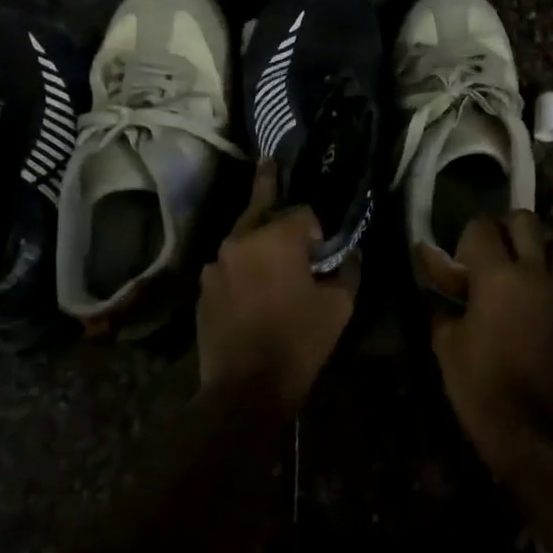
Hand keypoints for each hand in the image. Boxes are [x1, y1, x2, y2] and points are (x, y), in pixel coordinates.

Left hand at [196, 161, 358, 413]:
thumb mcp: (338, 307)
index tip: (323, 250)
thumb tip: (350, 254)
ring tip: (269, 252)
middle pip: (259, 208)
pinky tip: (252, 289)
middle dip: (268, 188)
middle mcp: (239, 241)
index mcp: (275, 239)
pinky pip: (228, 267)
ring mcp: (215, 266)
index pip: (301, 212)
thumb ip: (347, 272)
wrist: (245, 390)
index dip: (316, 228)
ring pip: (241, 239)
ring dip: (257, 240)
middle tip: (269, 162)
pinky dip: (242, 268)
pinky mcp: (203, 290)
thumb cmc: (298, 343)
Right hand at [418, 212, 552, 476]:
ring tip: (517, 267)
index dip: (464, 237)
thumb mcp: (446, 343)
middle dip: (504, 227)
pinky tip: (530, 296)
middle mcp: (533, 272)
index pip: (481, 227)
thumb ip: (439, 303)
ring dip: (536, 245)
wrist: (530, 426)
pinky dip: (549, 273)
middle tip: (488, 252)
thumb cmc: (479, 383)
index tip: (453, 259)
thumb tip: (431, 282)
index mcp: (497, 276)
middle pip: (525, 220)